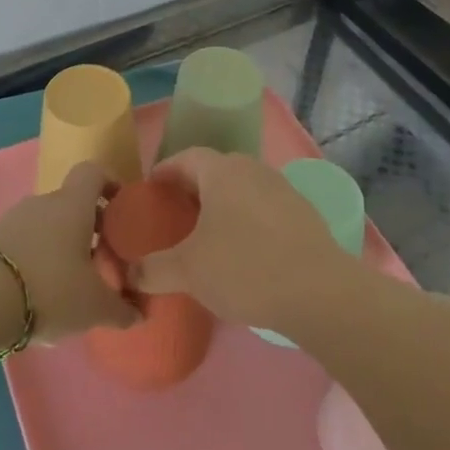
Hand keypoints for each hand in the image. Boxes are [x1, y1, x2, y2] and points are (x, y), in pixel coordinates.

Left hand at [0, 164, 138, 341]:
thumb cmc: (51, 289)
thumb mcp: (94, 306)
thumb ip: (121, 309)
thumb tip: (140, 314)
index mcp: (73, 204)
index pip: (93, 172)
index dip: (110, 184)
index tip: (121, 209)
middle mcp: (43, 202)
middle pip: (71, 203)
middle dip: (88, 227)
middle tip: (100, 259)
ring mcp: (12, 219)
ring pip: (46, 224)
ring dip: (60, 245)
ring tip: (69, 282)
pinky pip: (23, 241)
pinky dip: (35, 258)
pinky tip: (38, 292)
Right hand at [128, 149, 357, 332]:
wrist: (319, 292)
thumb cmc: (244, 268)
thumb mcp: (188, 271)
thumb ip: (153, 269)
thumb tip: (129, 273)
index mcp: (222, 171)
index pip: (186, 157)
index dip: (165, 171)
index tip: (151, 188)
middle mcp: (253, 170)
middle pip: (215, 170)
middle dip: (193, 187)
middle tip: (175, 213)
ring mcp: (283, 190)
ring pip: (242, 189)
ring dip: (223, 204)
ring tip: (208, 233)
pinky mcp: (304, 215)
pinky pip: (264, 208)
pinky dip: (247, 220)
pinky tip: (244, 250)